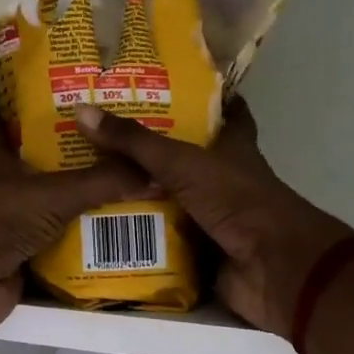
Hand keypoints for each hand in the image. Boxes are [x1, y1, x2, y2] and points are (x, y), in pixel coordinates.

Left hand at [0, 105, 150, 337]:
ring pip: (44, 203)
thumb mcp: (56, 193)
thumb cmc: (2, 220)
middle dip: (62, 153)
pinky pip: (52, 239)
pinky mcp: (16, 254)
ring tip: (116, 182)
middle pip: (30, 162)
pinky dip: (75, 236)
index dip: (16, 104)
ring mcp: (6, 222)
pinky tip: (107, 229)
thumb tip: (151, 171)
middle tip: (103, 141)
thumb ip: (102, 182)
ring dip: (72, 198)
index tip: (48, 93)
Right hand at [73, 99, 353, 337]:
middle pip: (184, 159)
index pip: (227, 113)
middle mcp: (223, 179)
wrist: (271, 268)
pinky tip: (102, 229)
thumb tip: (82, 111)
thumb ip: (135, 142)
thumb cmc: (237, 200)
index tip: (169, 85)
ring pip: (169, 201)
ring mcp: (213, 217)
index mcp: (233, 148)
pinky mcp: (201, 251)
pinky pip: (162, 240)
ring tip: (89, 182)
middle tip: (101, 139)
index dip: (206, 98)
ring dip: (138, 197)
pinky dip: (138, 237)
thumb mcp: (182, 162)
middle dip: (149, 152)